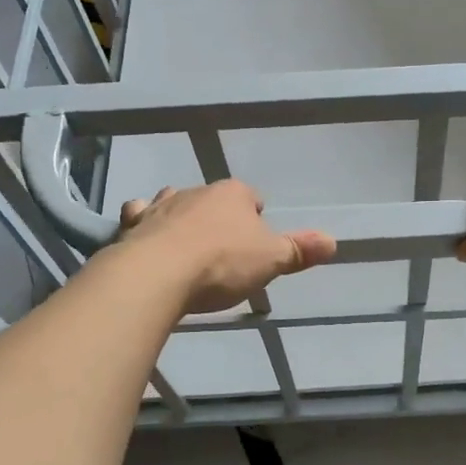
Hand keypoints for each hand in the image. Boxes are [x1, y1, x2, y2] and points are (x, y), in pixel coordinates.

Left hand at [116, 180, 337, 314]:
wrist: (157, 274)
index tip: (255, 243)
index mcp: (233, 193)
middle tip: (223, 252)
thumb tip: (334, 241)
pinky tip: (146, 241)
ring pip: (174, 203)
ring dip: (180, 219)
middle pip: (212, 200)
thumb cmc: (222, 263)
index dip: (255, 218)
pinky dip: (144, 226)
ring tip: (186, 246)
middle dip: (217, 219)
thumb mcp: (270, 260)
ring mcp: (160, 205)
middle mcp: (196, 190)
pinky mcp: (131, 225)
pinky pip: (139, 217)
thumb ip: (299, 250)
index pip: (251, 197)